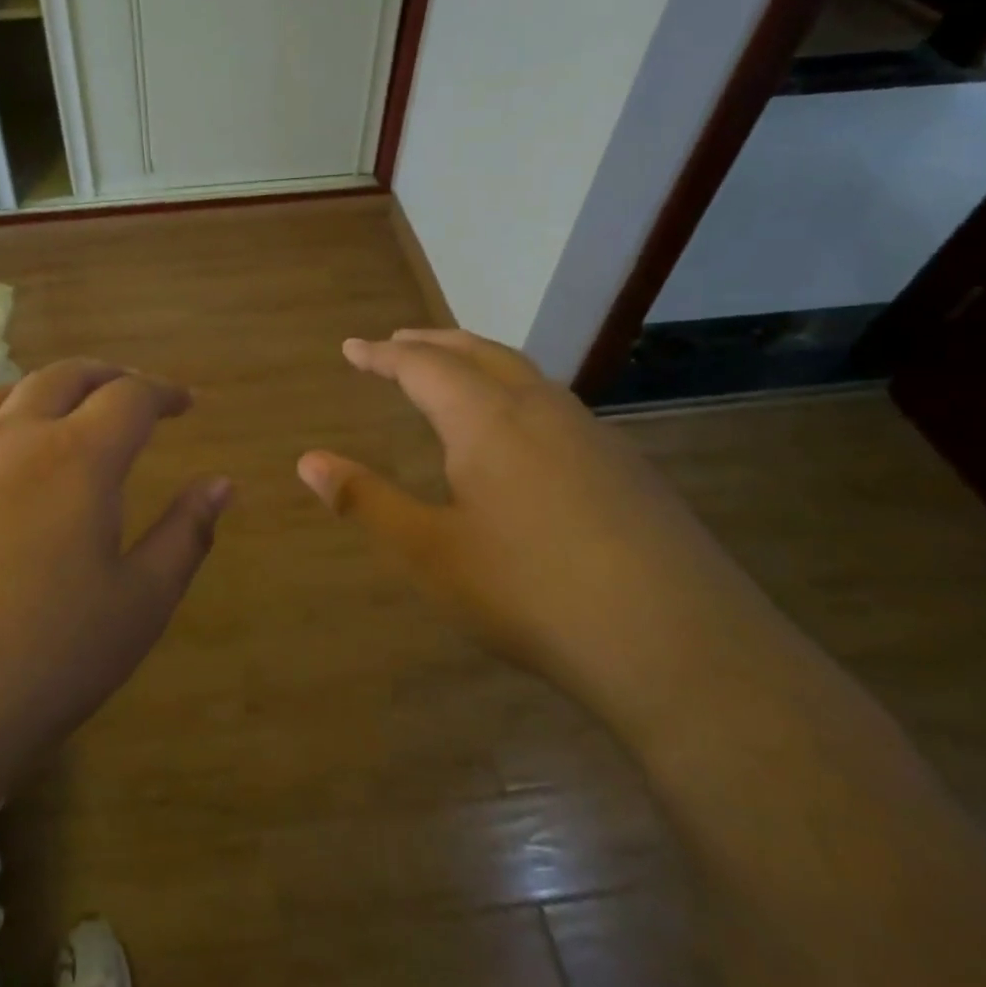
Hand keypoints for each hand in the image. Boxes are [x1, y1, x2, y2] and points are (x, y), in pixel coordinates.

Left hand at [0, 359, 230, 781]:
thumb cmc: (40, 665)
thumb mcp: (138, 607)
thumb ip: (185, 535)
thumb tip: (221, 484)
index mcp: (74, 458)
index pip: (130, 397)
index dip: (164, 393)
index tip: (186, 403)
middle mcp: (7, 440)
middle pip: (61, 377)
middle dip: (104, 376)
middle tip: (129, 391)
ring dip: (37, 393)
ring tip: (56, 414)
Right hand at [297, 330, 760, 713]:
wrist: (678, 645)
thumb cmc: (530, 593)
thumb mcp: (429, 553)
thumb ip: (366, 500)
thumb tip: (307, 461)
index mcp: (487, 420)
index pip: (423, 367)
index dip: (382, 355)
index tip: (352, 348)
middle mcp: (541, 409)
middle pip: (478, 352)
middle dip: (432, 343)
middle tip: (397, 341)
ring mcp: (593, 434)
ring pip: (525, 374)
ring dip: (479, 361)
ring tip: (453, 371)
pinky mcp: (627, 467)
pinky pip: (556, 405)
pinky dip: (517, 392)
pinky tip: (521, 432)